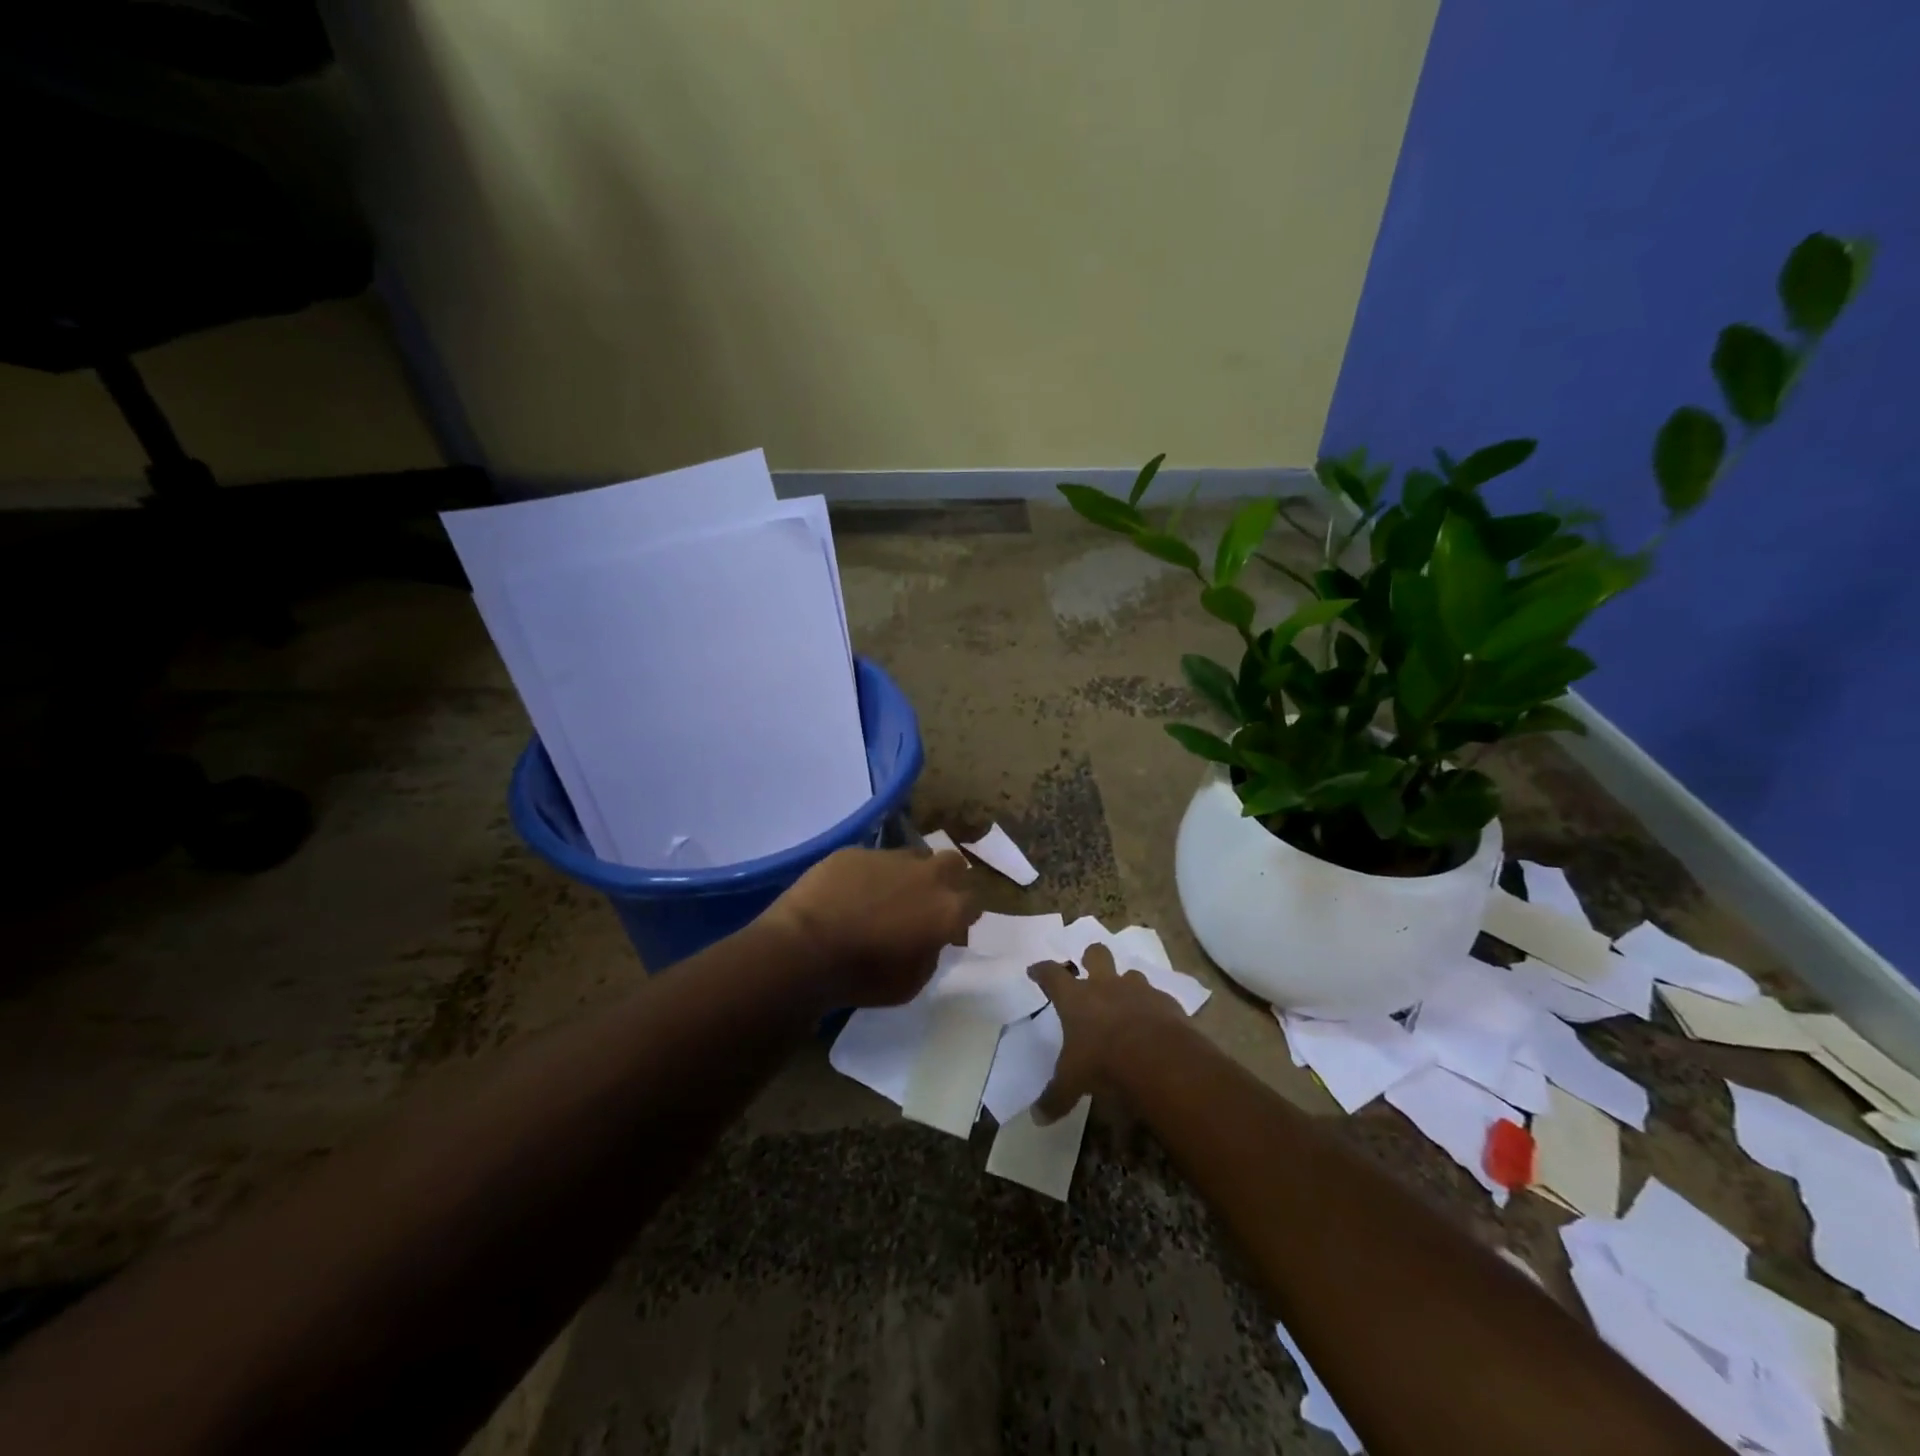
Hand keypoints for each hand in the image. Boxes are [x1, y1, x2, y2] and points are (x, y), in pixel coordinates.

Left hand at [768, 847, 977, 1007]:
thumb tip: (929, 938)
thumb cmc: (863, 976)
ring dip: (908, 873)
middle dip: (947, 878)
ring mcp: (889, 857)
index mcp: (947, 909)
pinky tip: (849, 893)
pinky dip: (869, 874)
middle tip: (927, 900)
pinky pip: (872, 859)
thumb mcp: (912, 983)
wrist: (805, 949)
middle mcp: (926, 875)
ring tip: (886, 895)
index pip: (973, 903)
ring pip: (912, 856)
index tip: (951, 928)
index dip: (963, 916)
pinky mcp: (855, 851)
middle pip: (953, 863)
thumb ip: (931, 953)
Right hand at [1026, 942, 1184, 1120]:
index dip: (1042, 971)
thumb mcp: (1073, 1084)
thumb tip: (1036, 1117)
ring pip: (1130, 974)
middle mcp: (1105, 986)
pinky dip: (1154, 1008)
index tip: (1035, 970)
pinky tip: (1155, 1025)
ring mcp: (1138, 991)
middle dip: (1091, 958)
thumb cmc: (1104, 1064)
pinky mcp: (1167, 1003)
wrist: (1159, 1060)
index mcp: (1076, 999)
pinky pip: (1158, 998)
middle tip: (1089, 969)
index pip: (1052, 975)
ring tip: (1126, 1003)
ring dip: (1126, 985)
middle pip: (1096, 954)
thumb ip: (1055, 1097)